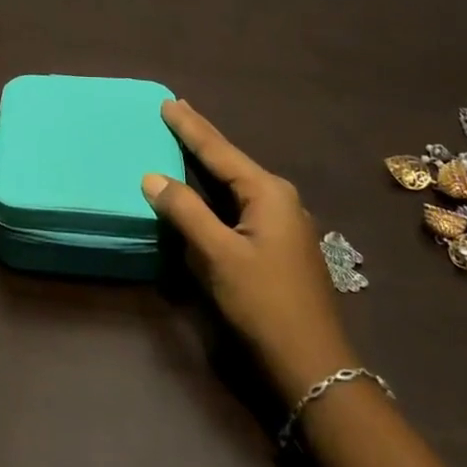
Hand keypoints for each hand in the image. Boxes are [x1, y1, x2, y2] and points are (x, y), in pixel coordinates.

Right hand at [142, 99, 355, 396]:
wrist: (313, 364)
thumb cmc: (265, 303)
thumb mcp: (219, 256)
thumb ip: (185, 212)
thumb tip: (152, 177)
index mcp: (267, 193)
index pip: (219, 151)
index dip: (190, 127)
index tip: (168, 102)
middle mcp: (279, 198)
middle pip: (230, 161)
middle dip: (201, 137)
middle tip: (176, 111)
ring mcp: (283, 222)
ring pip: (236, 182)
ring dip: (209, 163)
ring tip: (186, 141)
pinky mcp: (279, 243)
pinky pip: (240, 203)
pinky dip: (217, 189)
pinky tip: (206, 188)